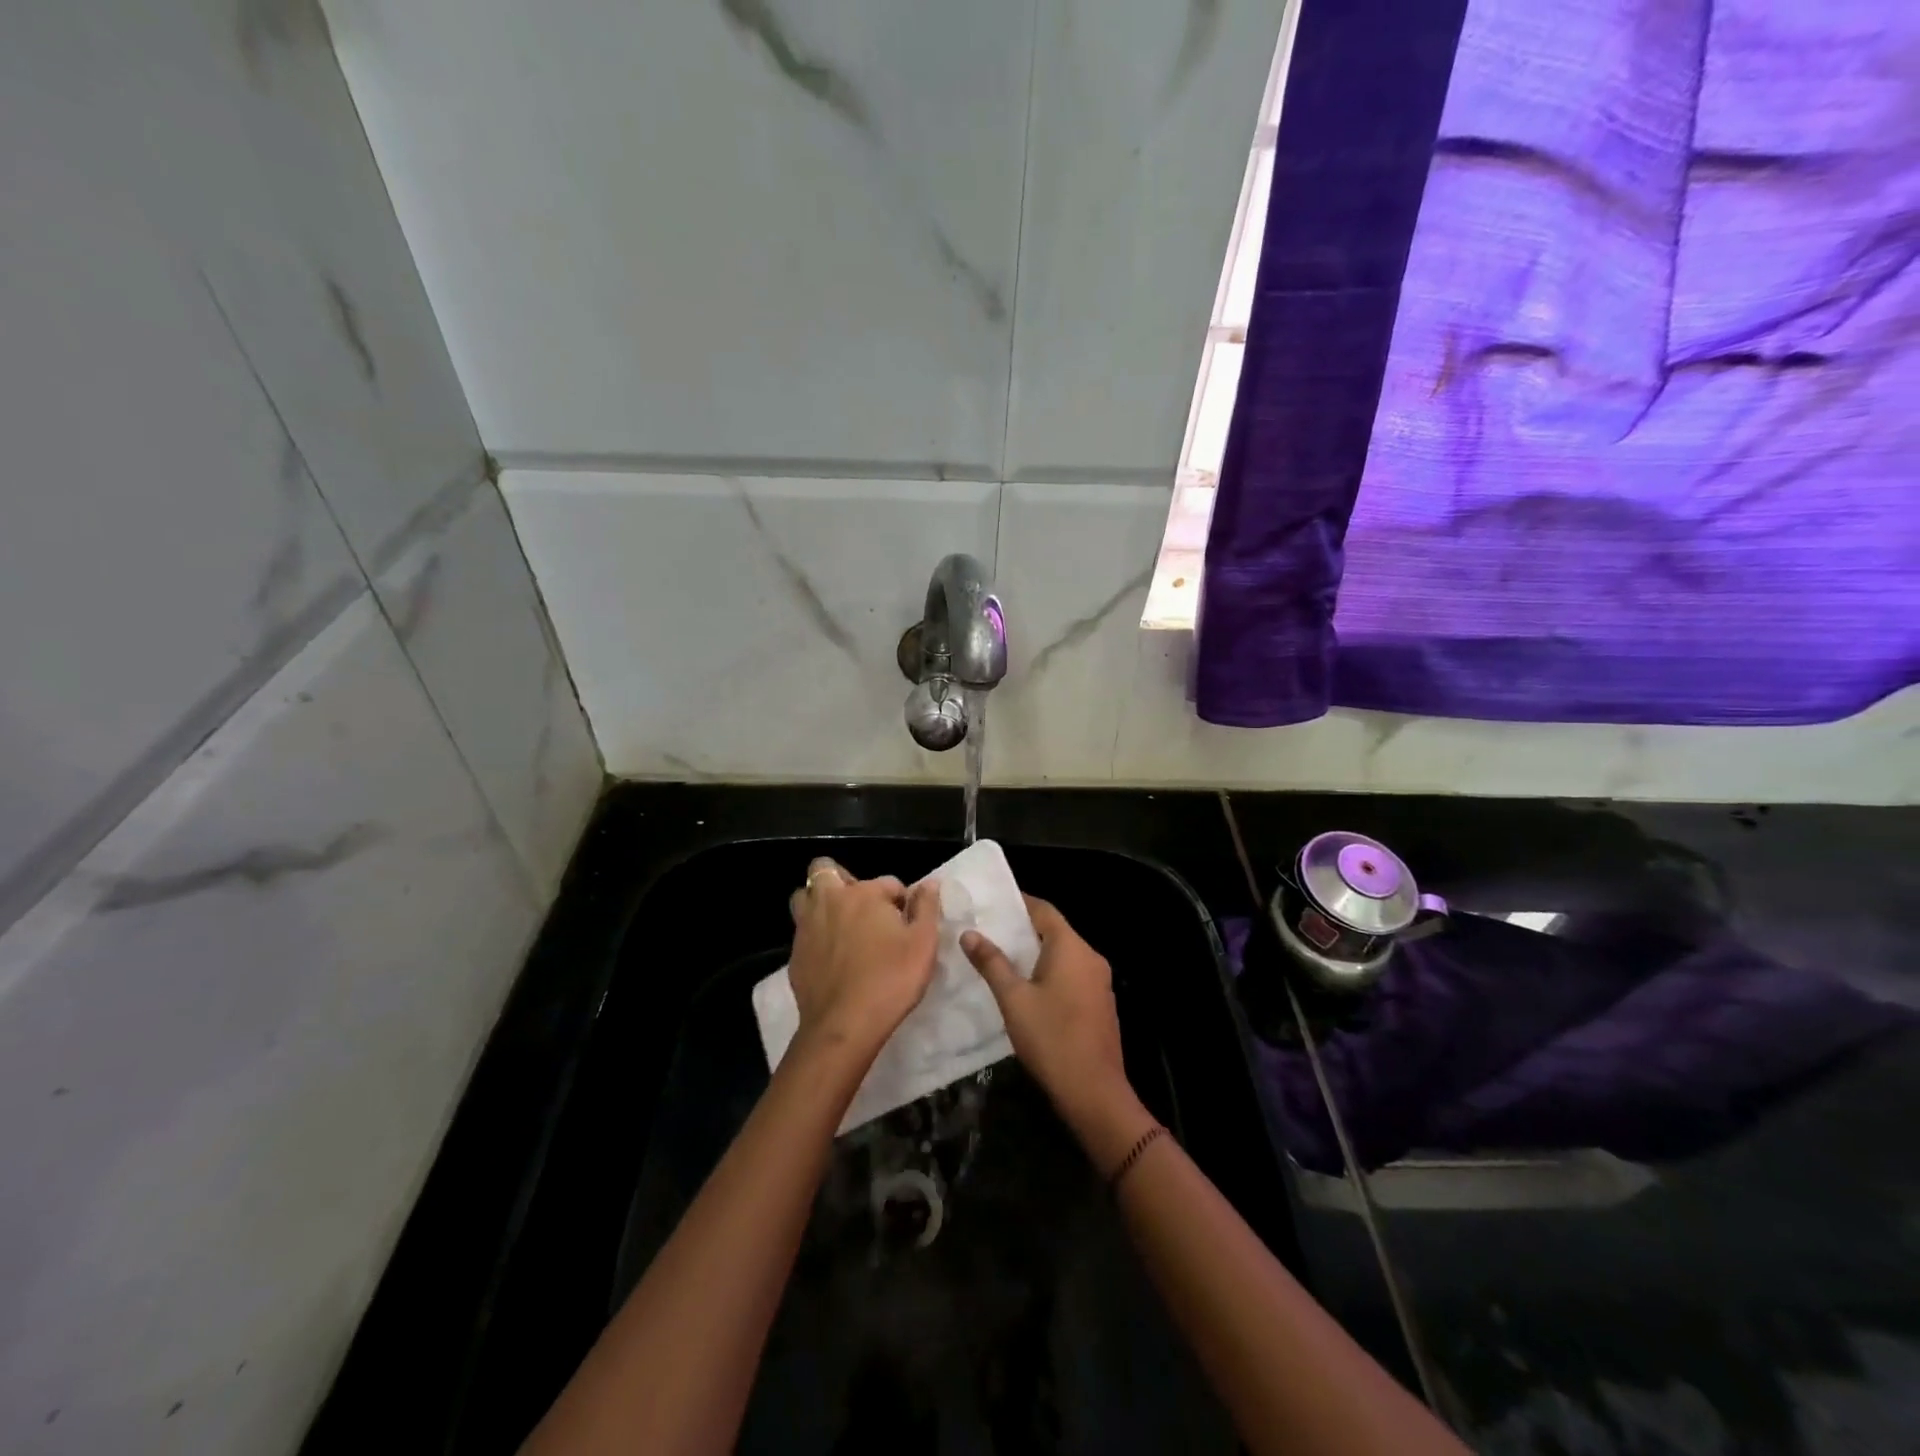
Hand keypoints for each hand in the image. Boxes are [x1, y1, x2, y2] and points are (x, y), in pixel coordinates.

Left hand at [787, 858, 939, 1062]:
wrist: (844, 1025)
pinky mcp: (794, 954)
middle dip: (843, 881)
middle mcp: (830, 901)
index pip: (888, 883)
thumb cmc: (891, 979)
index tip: (907, 923)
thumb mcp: (923, 943)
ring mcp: (807, 927)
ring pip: (804, 898)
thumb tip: (929, 883)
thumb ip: (927, 907)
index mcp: (863, 894)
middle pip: (825, 870)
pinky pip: (802, 931)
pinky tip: (831, 957)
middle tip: (862, 907)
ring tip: (841, 924)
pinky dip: (815, 935)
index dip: (901, 900)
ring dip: (820, 902)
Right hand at [962, 896, 1154, 1166]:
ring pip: (1065, 954)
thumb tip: (970, 934)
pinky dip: (1051, 971)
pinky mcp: (1101, 1002)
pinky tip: (1029, 987)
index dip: (1019, 903)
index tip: (992, 903)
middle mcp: (1090, 956)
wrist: (1094, 1092)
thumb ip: (992, 963)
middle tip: (991, 931)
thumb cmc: (1051, 1039)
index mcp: (1071, 947)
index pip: (1044, 910)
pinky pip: (1073, 974)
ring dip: (1037, 952)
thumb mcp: (1013, 999)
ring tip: (1003, 957)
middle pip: (1056, 930)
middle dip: (1024, 929)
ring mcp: (1100, 981)